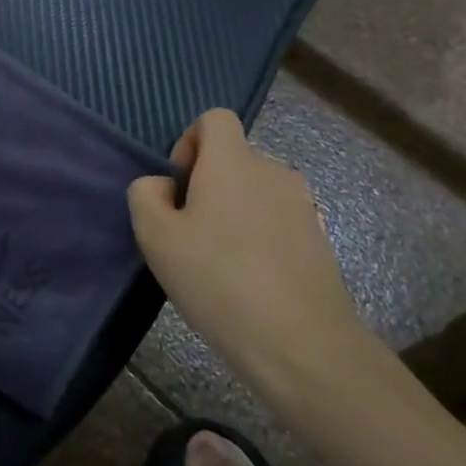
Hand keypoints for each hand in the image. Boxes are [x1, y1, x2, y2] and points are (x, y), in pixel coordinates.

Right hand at [129, 110, 368, 409]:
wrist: (304, 346)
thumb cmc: (220, 280)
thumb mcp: (155, 236)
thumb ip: (146, 194)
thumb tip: (166, 186)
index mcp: (233, 161)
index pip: (214, 119)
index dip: (189, 142)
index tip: (180, 186)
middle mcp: (273, 171)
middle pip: (233, 158)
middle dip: (207, 184)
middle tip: (190, 234)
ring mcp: (303, 206)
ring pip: (255, 191)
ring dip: (234, 212)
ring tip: (220, 262)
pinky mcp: (320, 240)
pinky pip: (277, 221)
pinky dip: (259, 237)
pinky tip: (250, 281)